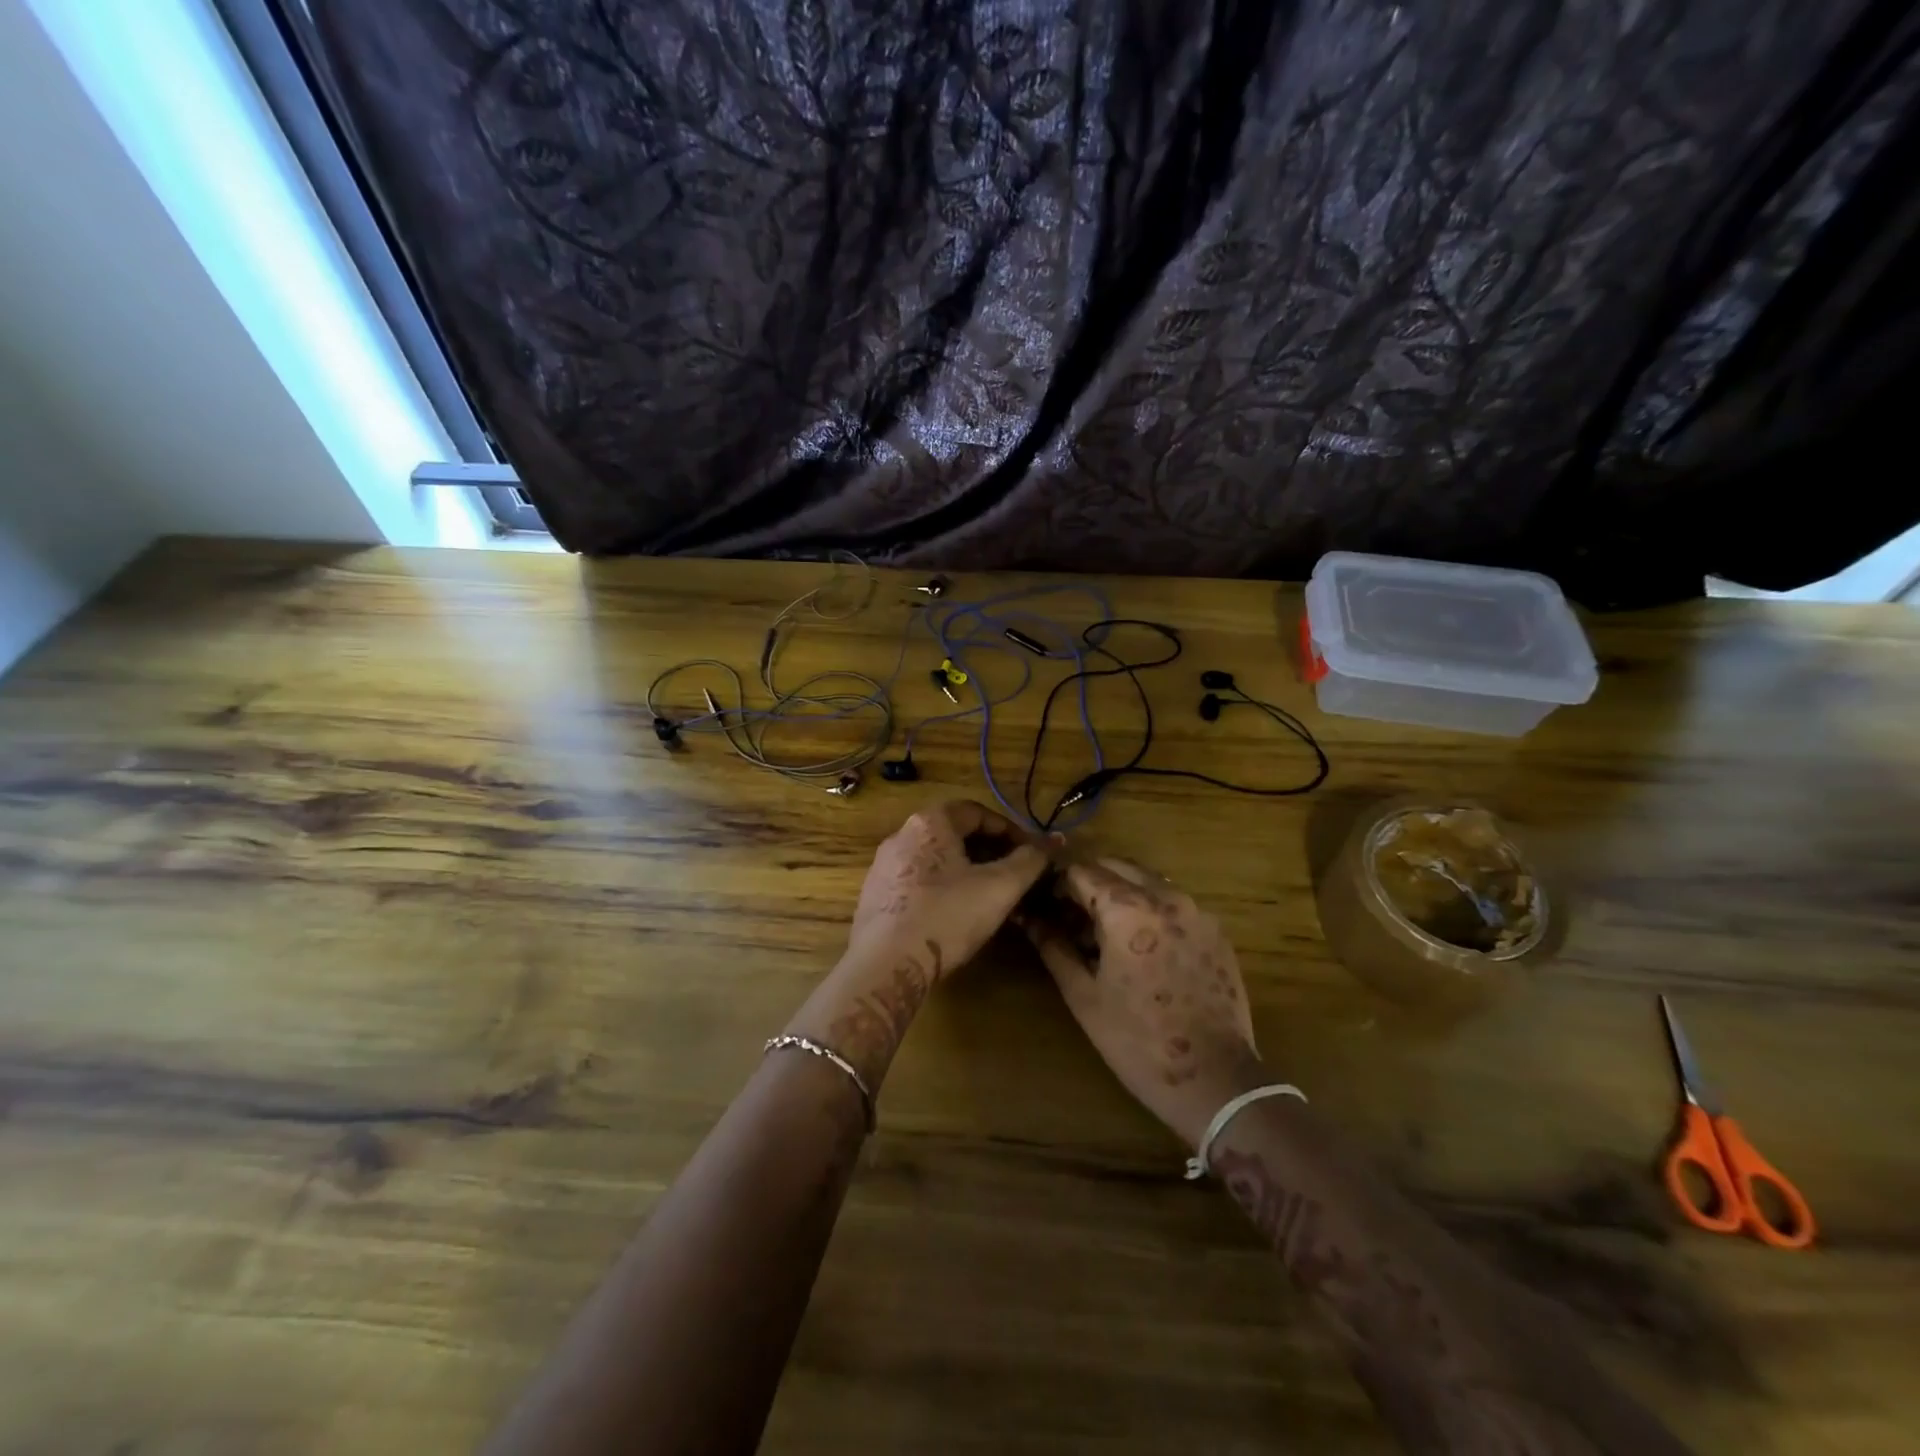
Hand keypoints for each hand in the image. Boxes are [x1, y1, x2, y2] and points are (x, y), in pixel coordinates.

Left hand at [845, 800, 1050, 980]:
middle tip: (1013, 874)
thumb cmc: (947, 917)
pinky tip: (954, 913)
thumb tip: (1053, 841)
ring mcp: (883, 866)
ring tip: (988, 895)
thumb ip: (1030, 860)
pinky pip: (916, 880)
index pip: (977, 811)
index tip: (1030, 853)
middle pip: (954, 833)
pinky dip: (941, 887)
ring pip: (935, 858)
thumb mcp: (1000, 887)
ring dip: (965, 869)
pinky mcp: (874, 895)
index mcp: (930, 823)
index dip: (1010, 830)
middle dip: (988, 850)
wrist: (886, 965)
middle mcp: (901, 835)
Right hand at [1023, 858, 1259, 1147]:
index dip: (1059, 884)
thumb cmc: (1137, 1041)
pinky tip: (1143, 947)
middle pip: (1116, 866)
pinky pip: (1174, 903)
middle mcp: (1165, 896)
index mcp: (1127, 909)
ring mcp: (1196, 911)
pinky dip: (1151, 909)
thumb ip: (1054, 948)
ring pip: (1147, 881)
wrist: (1214, 1079)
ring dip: (1121, 892)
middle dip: (1090, 883)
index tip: (1047, 905)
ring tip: (1106, 932)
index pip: (1082, 872)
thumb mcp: (1084, 995)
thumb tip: (1030, 919)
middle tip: (1073, 916)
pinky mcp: (1215, 930)